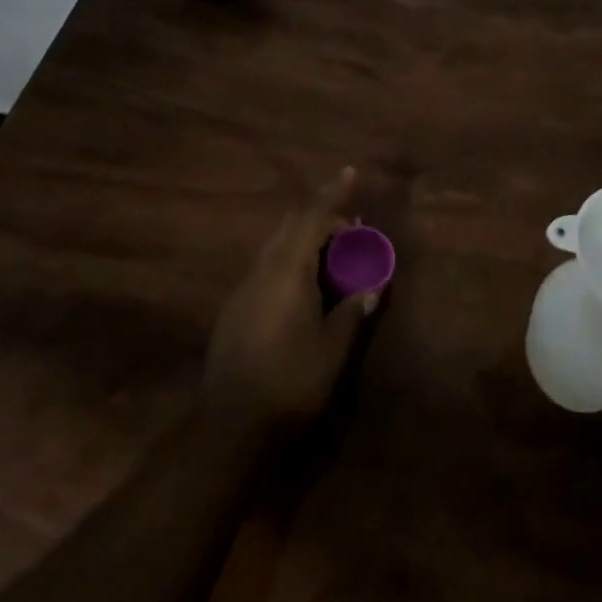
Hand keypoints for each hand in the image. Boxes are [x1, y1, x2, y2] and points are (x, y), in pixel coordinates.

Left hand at [200, 167, 380, 439]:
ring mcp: (243, 289)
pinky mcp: (234, 311)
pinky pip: (266, 267)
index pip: (313, 218)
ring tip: (330, 259)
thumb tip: (371, 287)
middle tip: (349, 231)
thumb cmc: (290, 382)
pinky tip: (302, 290)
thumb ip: (352, 311)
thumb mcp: (332, 348)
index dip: (333, 194)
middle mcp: (262, 270)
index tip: (349, 172)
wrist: (229, 429)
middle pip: (291, 226)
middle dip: (320, 219)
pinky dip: (289, 262)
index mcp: (288, 270)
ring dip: (303, 241)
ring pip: (276, 246)